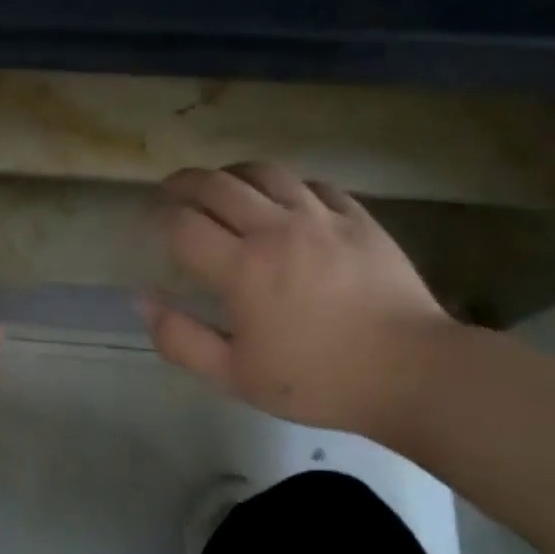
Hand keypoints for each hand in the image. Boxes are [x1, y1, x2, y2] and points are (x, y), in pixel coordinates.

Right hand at [143, 162, 458, 442]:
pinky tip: (283, 199)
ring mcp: (320, 217)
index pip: (183, 224)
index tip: (149, 220)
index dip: (158, 217)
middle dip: (184, 183)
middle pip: (217, 185)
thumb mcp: (235, 376)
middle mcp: (276, 229)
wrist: (410, 372)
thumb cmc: (317, 381)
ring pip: (264, 172)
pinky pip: (311, 184)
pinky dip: (285, 185)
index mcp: (242, 268)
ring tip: (221, 184)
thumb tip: (144, 301)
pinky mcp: (357, 217)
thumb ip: (181, 339)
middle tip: (171, 191)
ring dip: (231, 173)